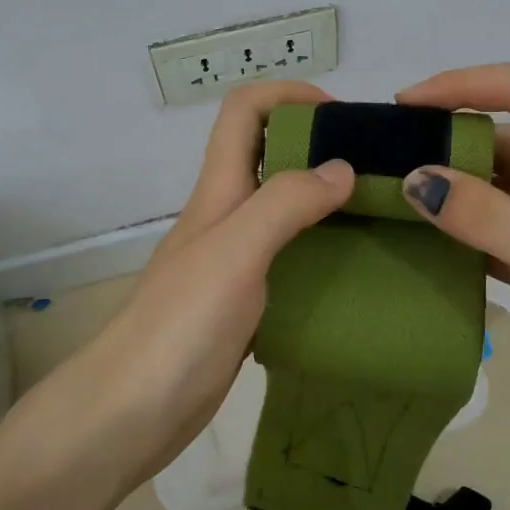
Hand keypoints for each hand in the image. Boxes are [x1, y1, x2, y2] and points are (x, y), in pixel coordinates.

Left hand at [63, 81, 354, 486]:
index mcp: (218, 191)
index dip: (289, 96)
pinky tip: (354, 272)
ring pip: (281, 208)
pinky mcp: (243, 302)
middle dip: (318, 145)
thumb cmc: (180, 324)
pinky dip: (320, 251)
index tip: (342, 116)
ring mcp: (232, 261)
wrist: (131, 413)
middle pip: (267, 154)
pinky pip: (288, 259)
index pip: (244, 111)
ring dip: (324, 200)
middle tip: (376, 170)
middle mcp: (225, 216)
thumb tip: (342, 168)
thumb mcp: (235, 251)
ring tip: (377, 216)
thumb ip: (286, 203)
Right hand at [396, 63, 509, 439]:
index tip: (404, 105)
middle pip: (503, 141)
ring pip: (498, 192)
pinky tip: (424, 248)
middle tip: (383, 161)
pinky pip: (499, 237)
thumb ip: (489, 218)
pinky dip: (464, 238)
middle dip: (446, 142)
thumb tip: (415, 180)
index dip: (463, 85)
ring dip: (452, 192)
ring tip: (391, 201)